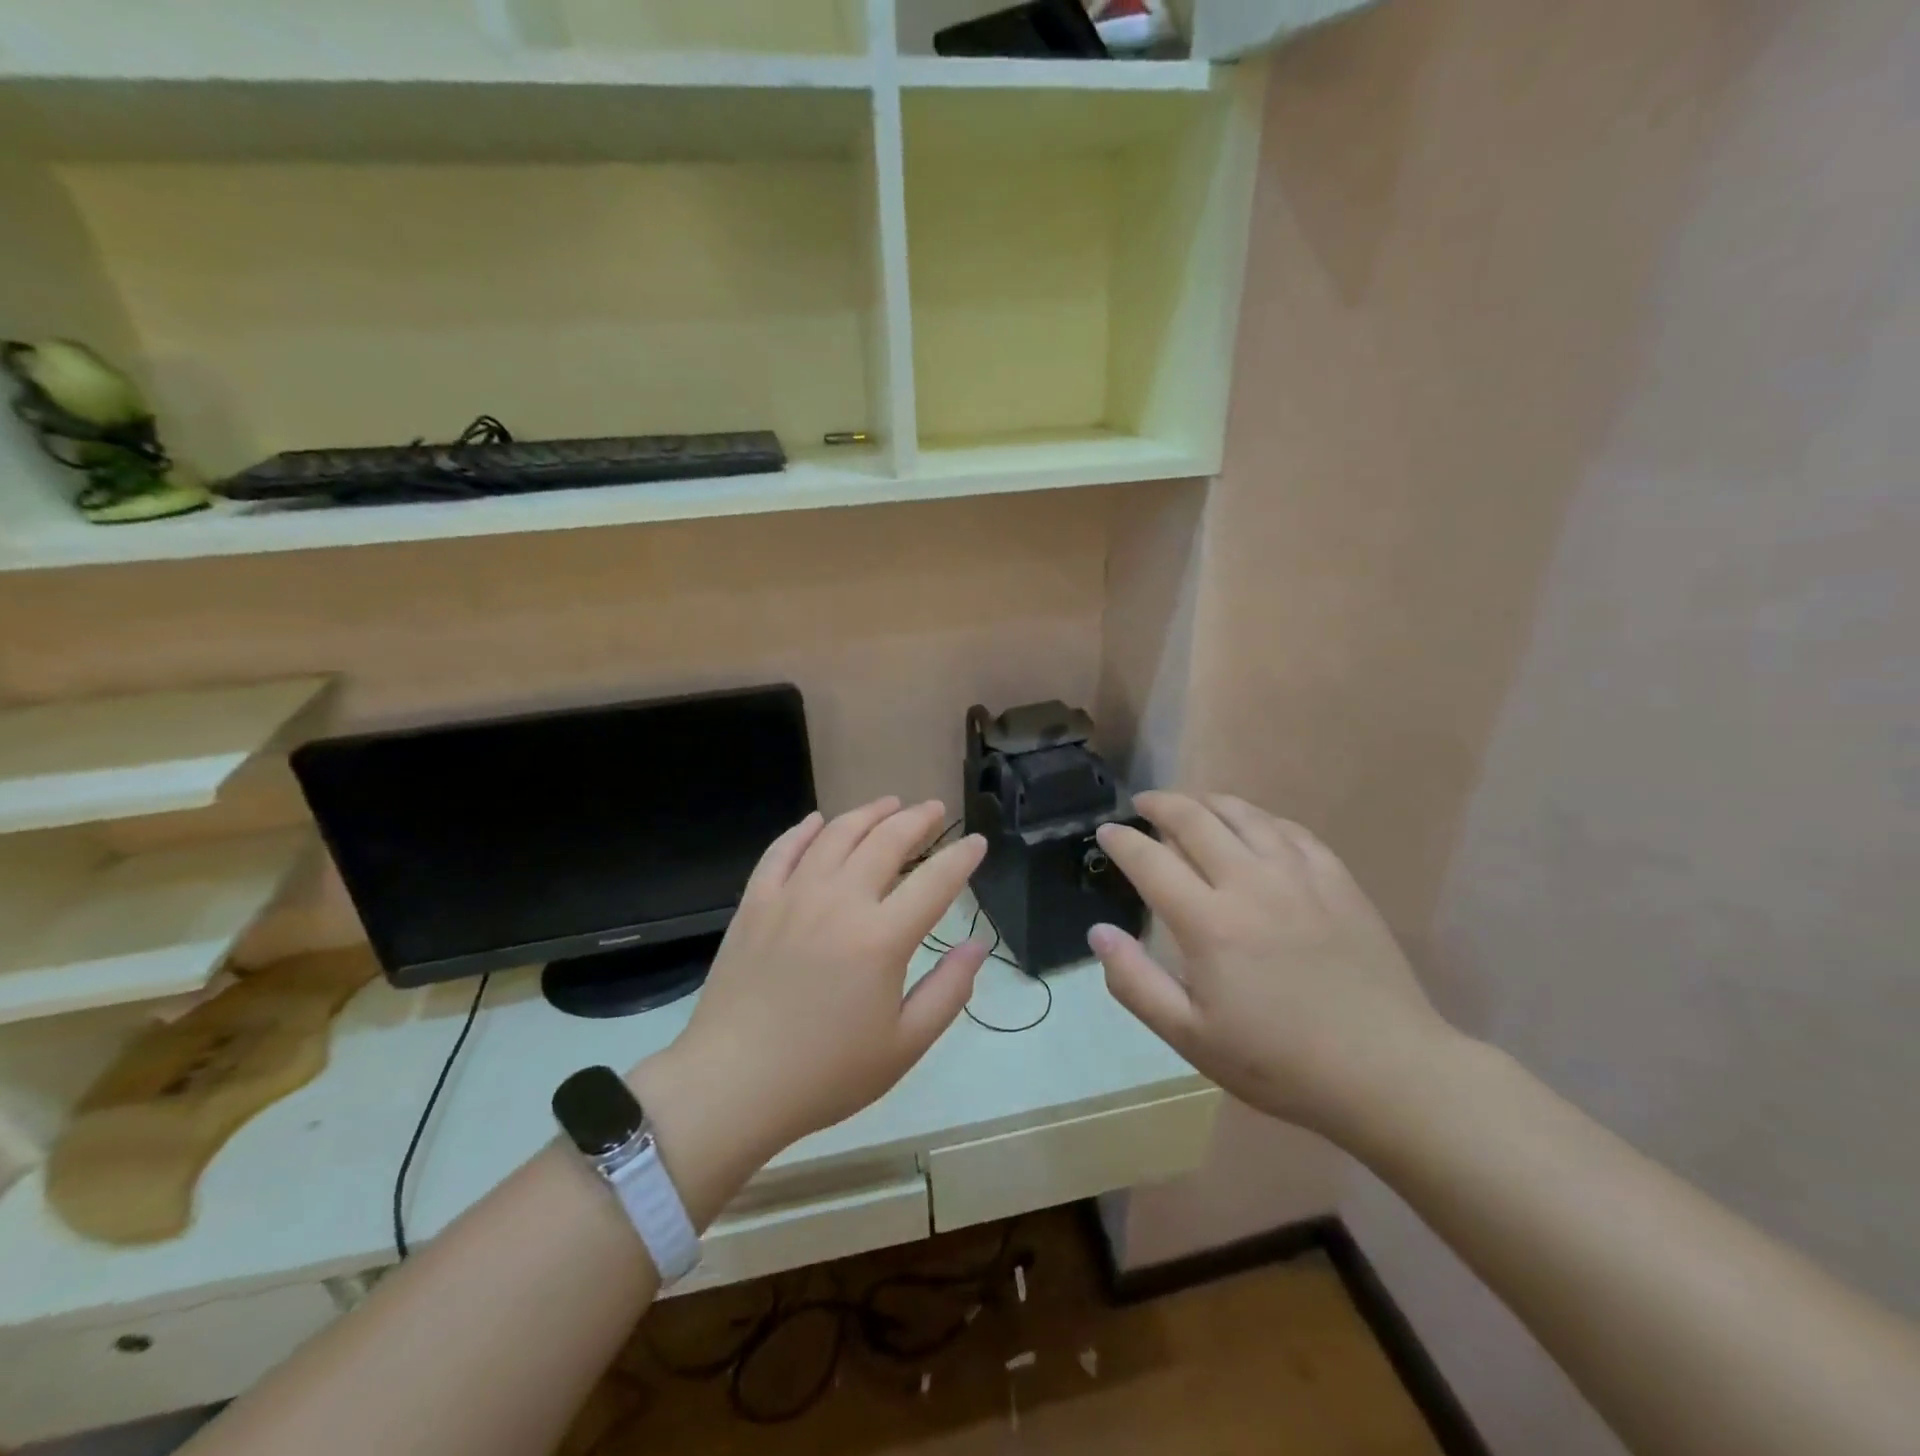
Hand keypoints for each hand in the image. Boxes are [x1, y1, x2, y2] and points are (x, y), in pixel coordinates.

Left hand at [644, 799, 987, 1163]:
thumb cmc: (825, 1073)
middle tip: (936, 810)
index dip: (962, 857)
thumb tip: (977, 946)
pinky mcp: (755, 902)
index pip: (935, 881)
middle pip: (886, 841)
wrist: (732, 1085)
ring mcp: (792, 896)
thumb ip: (948, 991)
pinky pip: (782, 850)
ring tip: (889, 804)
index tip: (977, 843)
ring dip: (868, 813)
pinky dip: (803, 830)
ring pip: (837, 834)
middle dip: (918, 819)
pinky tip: (817, 821)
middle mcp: (839, 901)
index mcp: (882, 938)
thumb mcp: (904, 1045)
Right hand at [1087, 792, 1458, 1138]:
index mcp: (1209, 923)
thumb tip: (1099, 933)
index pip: (1151, 861)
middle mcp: (1250, 883)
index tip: (1106, 831)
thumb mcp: (1191, 1037)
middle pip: (1195, 820)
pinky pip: (1290, 830)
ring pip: (1244, 815)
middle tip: (1143, 803)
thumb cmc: (1279, 1062)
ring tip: (1191, 805)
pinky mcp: (1337, 880)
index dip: (1123, 840)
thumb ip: (1135, 983)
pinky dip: (1260, 819)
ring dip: (1208, 802)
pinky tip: (1254, 826)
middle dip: (1161, 804)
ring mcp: (1299, 876)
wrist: (1387, 1072)